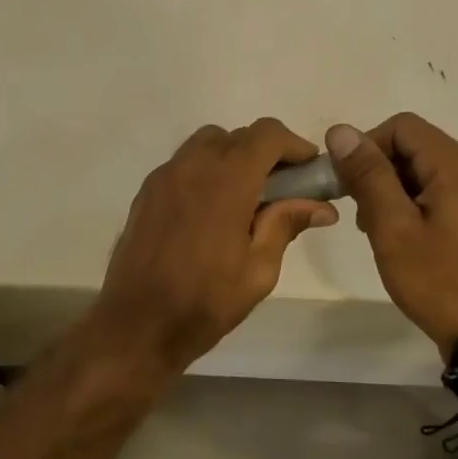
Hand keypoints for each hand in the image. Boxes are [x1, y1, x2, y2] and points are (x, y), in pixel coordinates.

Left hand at [92, 120, 338, 372]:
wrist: (136, 324)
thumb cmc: (204, 302)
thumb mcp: (258, 270)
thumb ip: (286, 225)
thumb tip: (321, 206)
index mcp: (226, 181)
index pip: (267, 134)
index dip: (294, 145)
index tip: (308, 170)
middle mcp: (192, 166)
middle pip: (237, 136)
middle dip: (266, 153)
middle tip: (282, 189)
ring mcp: (163, 177)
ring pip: (206, 144)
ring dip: (233, 157)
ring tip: (245, 197)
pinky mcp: (146, 192)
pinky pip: (183, 164)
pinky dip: (205, 171)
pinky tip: (211, 210)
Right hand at [326, 114, 457, 356]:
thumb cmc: (438, 280)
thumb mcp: (392, 227)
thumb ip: (368, 175)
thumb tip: (341, 131)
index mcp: (457, 165)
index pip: (402, 126)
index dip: (367, 146)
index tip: (348, 184)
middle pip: (418, 147)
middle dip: (380, 171)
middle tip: (360, 214)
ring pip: (431, 172)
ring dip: (397, 190)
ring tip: (379, 231)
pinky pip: (448, 194)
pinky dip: (419, 204)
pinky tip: (408, 240)